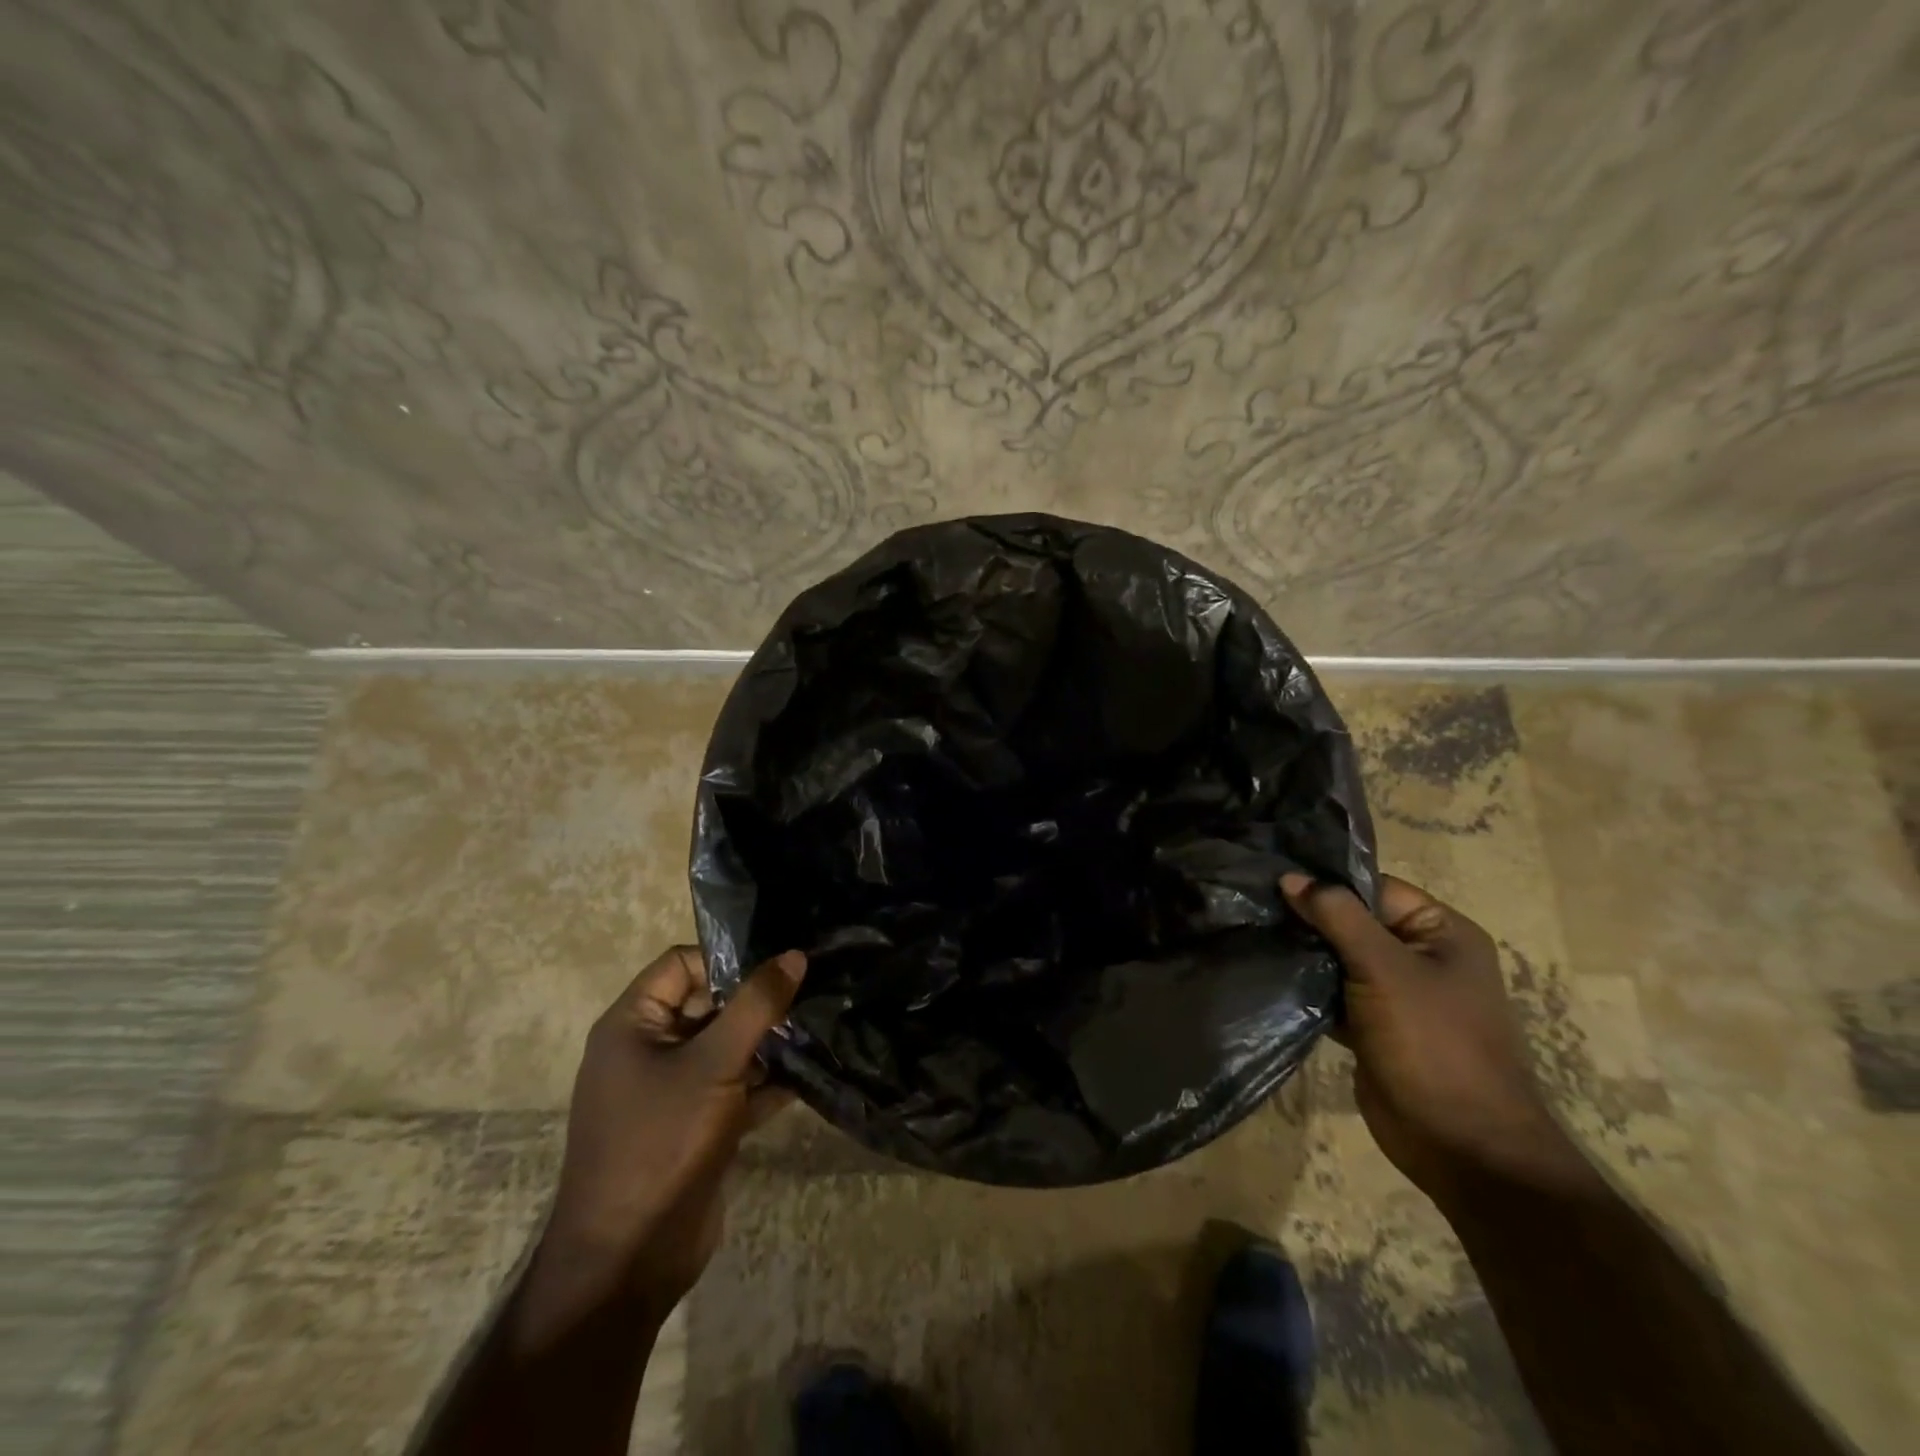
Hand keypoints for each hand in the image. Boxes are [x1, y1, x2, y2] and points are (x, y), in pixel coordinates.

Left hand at [513, 945, 805, 1353]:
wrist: (629, 1262)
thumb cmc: (660, 1144)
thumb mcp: (712, 1064)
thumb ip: (756, 1006)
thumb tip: (794, 955)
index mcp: (633, 1024)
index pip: (682, 964)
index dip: (727, 960)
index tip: (778, 967)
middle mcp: (649, 1050)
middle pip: (709, 1003)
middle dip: (758, 1001)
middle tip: (811, 992)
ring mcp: (673, 1090)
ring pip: (728, 1046)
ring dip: (769, 1041)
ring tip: (819, 1026)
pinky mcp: (696, 1124)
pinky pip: (736, 1086)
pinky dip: (767, 1081)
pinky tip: (810, 1075)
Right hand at [1280, 873, 1591, 1207]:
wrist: (1461, 1146)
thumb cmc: (1433, 1044)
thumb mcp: (1385, 969)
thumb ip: (1337, 917)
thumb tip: (1291, 876)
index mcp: (1442, 932)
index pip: (1375, 888)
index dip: (1327, 882)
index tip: (1272, 876)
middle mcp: (1421, 956)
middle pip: (1354, 921)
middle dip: (1308, 916)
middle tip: (1252, 904)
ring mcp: (1396, 994)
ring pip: (1339, 957)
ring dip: (1304, 951)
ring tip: (1252, 933)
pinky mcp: (1373, 1026)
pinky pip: (1334, 992)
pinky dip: (1308, 985)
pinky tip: (1268, 973)